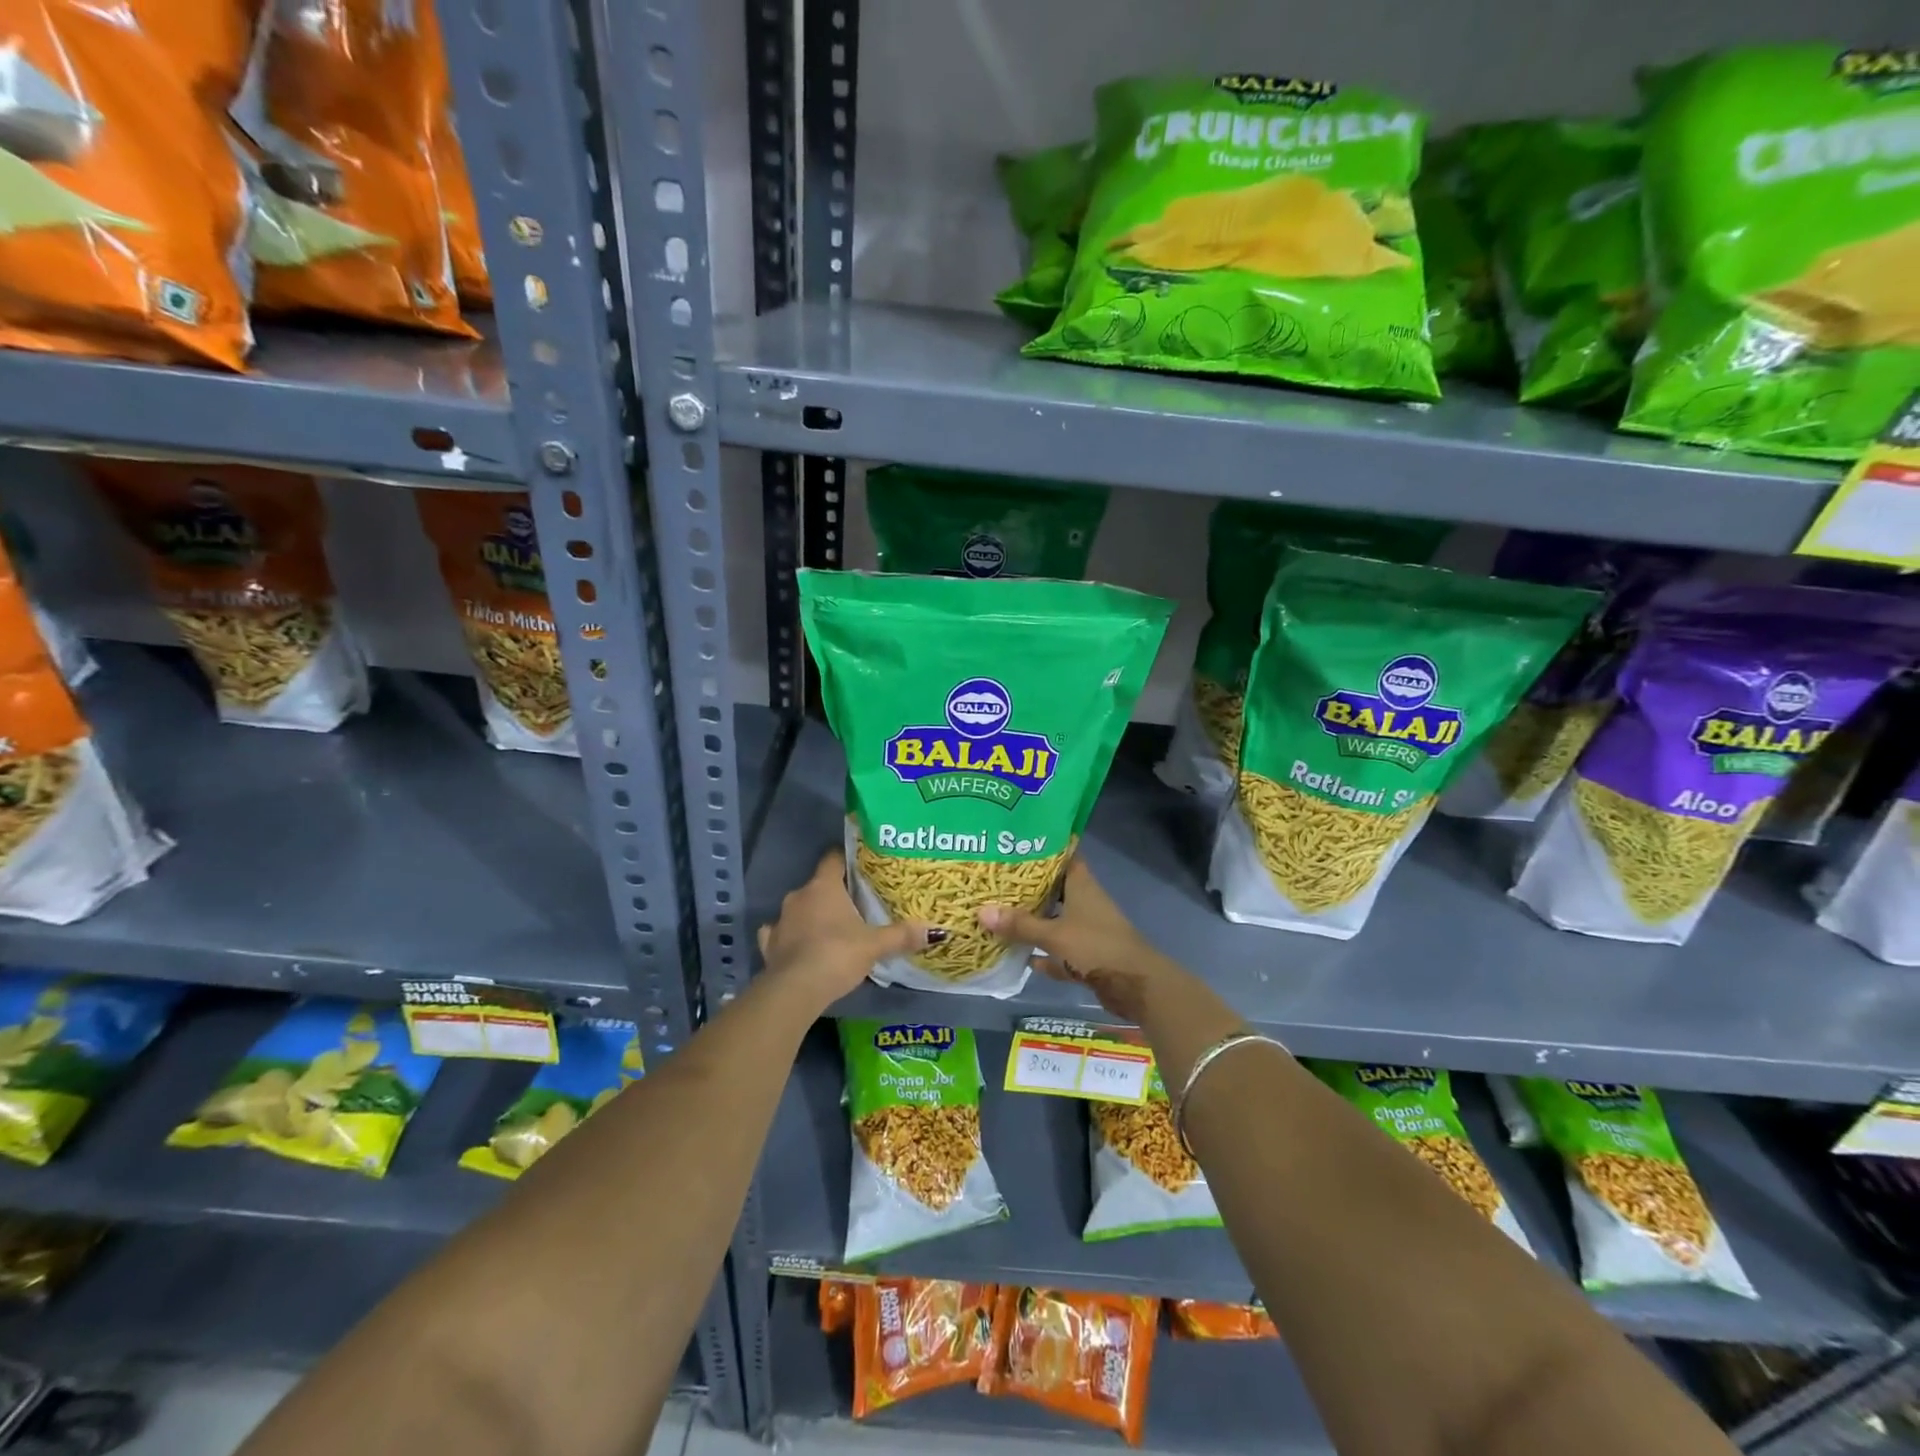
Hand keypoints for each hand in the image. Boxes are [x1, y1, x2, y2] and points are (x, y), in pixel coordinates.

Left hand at [757, 850, 927, 1010]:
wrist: (795, 990)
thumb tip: (935, 931)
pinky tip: (798, 945)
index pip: (833, 858)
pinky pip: (779, 933)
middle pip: (818, 885)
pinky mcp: (769, 945)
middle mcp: (798, 896)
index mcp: (823, 886)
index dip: (847, 859)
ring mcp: (780, 920)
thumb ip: (902, 935)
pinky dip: (789, 937)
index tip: (862, 865)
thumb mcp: (875, 945)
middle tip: (856, 904)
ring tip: (832, 928)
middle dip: (835, 893)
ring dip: (812, 915)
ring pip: (799, 909)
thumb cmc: (837, 954)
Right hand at [978, 858, 1180, 1024]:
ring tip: (1000, 914)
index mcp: (1082, 886)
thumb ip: (1020, 925)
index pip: (1063, 856)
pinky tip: (1021, 957)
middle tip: (996, 880)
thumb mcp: (1054, 934)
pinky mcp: (1087, 956)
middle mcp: (1085, 902)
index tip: (1016, 843)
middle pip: (1054, 888)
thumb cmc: (1096, 947)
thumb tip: (981, 911)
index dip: (1043, 848)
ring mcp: (1087, 930)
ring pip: (1056, 920)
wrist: (1135, 986)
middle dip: (1029, 887)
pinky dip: (1043, 954)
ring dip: (1034, 921)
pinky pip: (1059, 951)